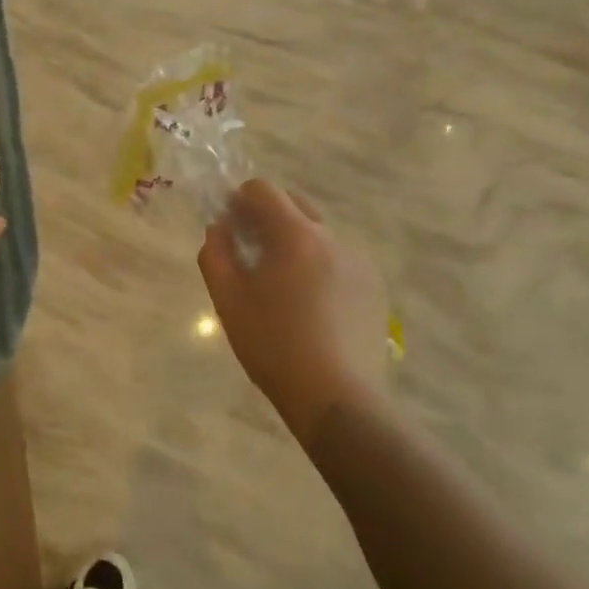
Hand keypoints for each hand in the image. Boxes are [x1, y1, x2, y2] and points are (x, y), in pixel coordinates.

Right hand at [198, 180, 388, 441]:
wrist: (336, 398)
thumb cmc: (273, 344)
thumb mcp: (228, 299)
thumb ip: (215, 254)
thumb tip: (218, 228)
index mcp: (296, 235)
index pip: (263, 189)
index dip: (238, 200)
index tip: (227, 227)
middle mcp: (333, 239)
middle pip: (294, 205)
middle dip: (266, 218)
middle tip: (248, 252)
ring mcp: (359, 264)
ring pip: (317, 234)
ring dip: (292, 243)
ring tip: (279, 285)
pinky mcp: (373, 290)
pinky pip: (337, 261)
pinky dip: (316, 267)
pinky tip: (308, 307)